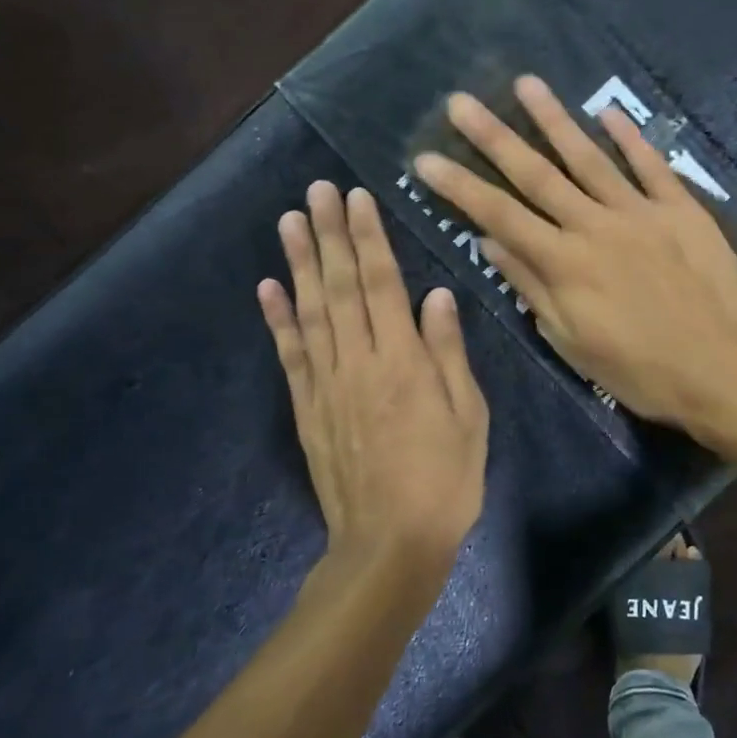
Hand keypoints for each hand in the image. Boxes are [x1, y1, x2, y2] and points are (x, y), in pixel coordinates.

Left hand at [258, 182, 488, 577]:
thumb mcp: (468, 416)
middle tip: (316, 191)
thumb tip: (436, 295)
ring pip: (311, 312)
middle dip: (330, 234)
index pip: (382, 284)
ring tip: (289, 221)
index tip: (357, 198)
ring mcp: (326, 385)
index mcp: (402, 362)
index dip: (369, 238)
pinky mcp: (307, 409)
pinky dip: (277, 319)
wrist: (388, 546)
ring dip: (300, 263)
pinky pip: (290, 355)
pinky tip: (268, 287)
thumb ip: (448, 353)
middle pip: (341, 287)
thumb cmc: (444, 481)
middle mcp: (358, 362)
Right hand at [411, 76, 736, 434]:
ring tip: (526, 84)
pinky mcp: (681, 209)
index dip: (459, 186)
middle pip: (536, 174)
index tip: (424, 158)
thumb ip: (531, 286)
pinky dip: (630, 137)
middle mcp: (595, 226)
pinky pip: (651, 165)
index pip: (498, 215)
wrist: (721, 368)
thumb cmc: (640, 369)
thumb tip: (489, 241)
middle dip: (493, 137)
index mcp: (564, 263)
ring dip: (554, 119)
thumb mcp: (572, 341)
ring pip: (589, 157)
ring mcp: (640, 211)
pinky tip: (607, 111)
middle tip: (460, 102)